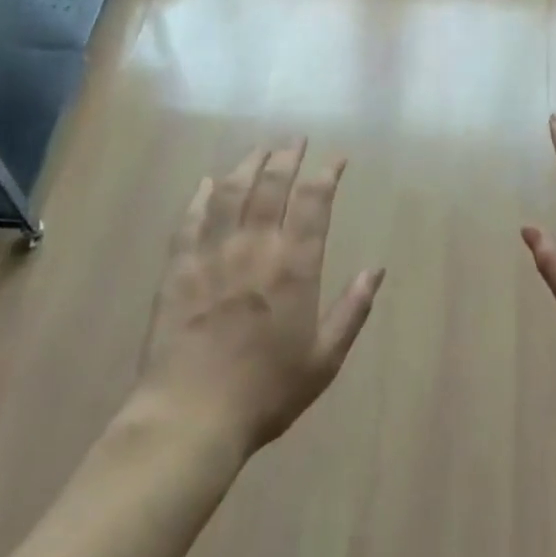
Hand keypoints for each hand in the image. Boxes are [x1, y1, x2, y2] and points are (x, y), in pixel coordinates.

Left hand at [138, 141, 383, 454]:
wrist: (191, 415)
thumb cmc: (266, 391)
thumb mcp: (324, 359)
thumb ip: (352, 310)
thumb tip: (377, 269)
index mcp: (294, 265)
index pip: (315, 201)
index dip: (327, 173)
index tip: (336, 158)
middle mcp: (255, 246)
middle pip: (272, 185)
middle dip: (287, 156)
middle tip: (296, 140)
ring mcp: (212, 252)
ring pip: (231, 191)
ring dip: (248, 165)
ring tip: (259, 150)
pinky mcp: (178, 266)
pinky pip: (190, 218)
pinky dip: (200, 195)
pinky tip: (207, 182)